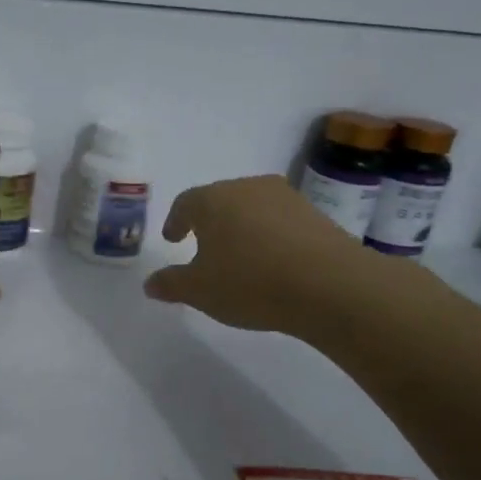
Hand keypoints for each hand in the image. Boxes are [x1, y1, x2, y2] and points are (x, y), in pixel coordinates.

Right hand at [142, 175, 386, 334]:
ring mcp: (285, 197)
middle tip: (203, 246)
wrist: (330, 285)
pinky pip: (280, 221)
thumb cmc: (250, 282)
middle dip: (208, 222)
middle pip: (219, 201)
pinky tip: (272, 262)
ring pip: (252, 208)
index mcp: (212, 200)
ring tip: (240, 256)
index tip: (173, 239)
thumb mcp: (200, 291)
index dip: (175, 221)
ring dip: (241, 228)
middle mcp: (247, 188)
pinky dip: (270, 236)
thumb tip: (150, 283)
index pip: (185, 203)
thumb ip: (171, 284)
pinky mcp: (315, 214)